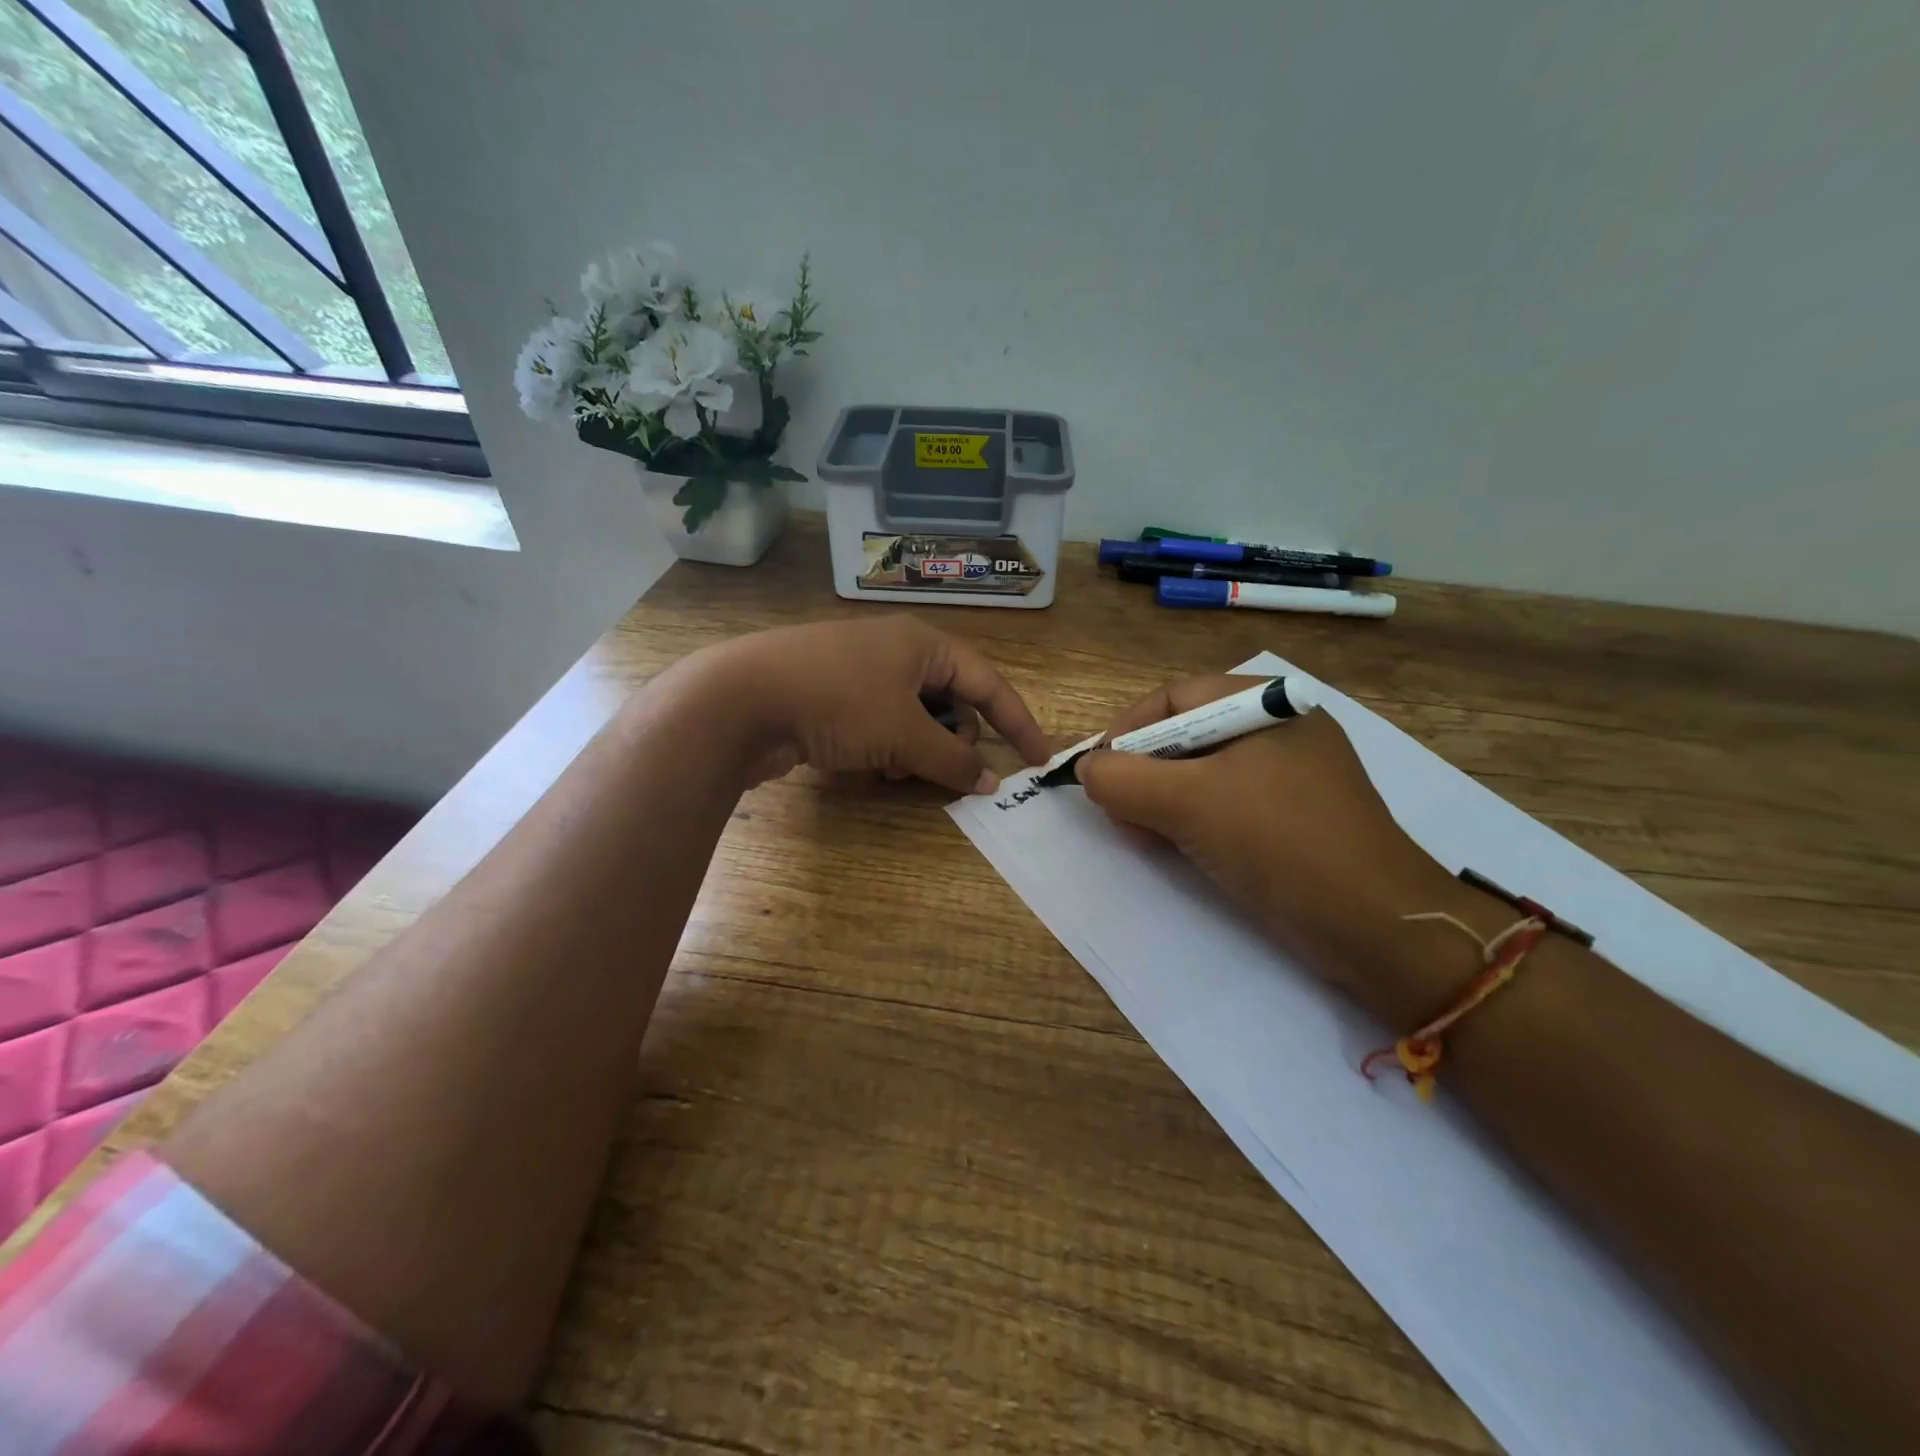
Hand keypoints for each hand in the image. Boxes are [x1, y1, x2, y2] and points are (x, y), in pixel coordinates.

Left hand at [693, 617, 1050, 793]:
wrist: (740, 699)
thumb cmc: (837, 702)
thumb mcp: (903, 734)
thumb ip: (953, 760)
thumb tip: (990, 782)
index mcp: (922, 643)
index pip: (987, 682)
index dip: (1017, 722)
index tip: (1039, 759)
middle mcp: (895, 651)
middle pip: (950, 699)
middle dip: (957, 739)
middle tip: (954, 772)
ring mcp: (859, 673)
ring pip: (914, 717)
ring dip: (920, 749)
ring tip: (905, 774)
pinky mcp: (831, 697)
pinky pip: (881, 725)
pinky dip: (888, 749)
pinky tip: (875, 771)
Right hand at [1074, 676, 1459, 1010]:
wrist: (1377, 927)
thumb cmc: (1280, 844)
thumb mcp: (1189, 803)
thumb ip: (1123, 778)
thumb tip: (1085, 769)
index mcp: (1265, 704)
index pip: (1173, 699)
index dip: (1125, 732)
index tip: (1098, 774)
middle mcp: (1276, 730)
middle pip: (1183, 737)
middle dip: (1142, 774)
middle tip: (1121, 815)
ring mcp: (1287, 776)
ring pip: (1199, 775)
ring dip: (1160, 803)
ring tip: (1144, 838)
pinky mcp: (1290, 818)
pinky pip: (1223, 805)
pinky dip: (1190, 822)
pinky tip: (1176, 849)